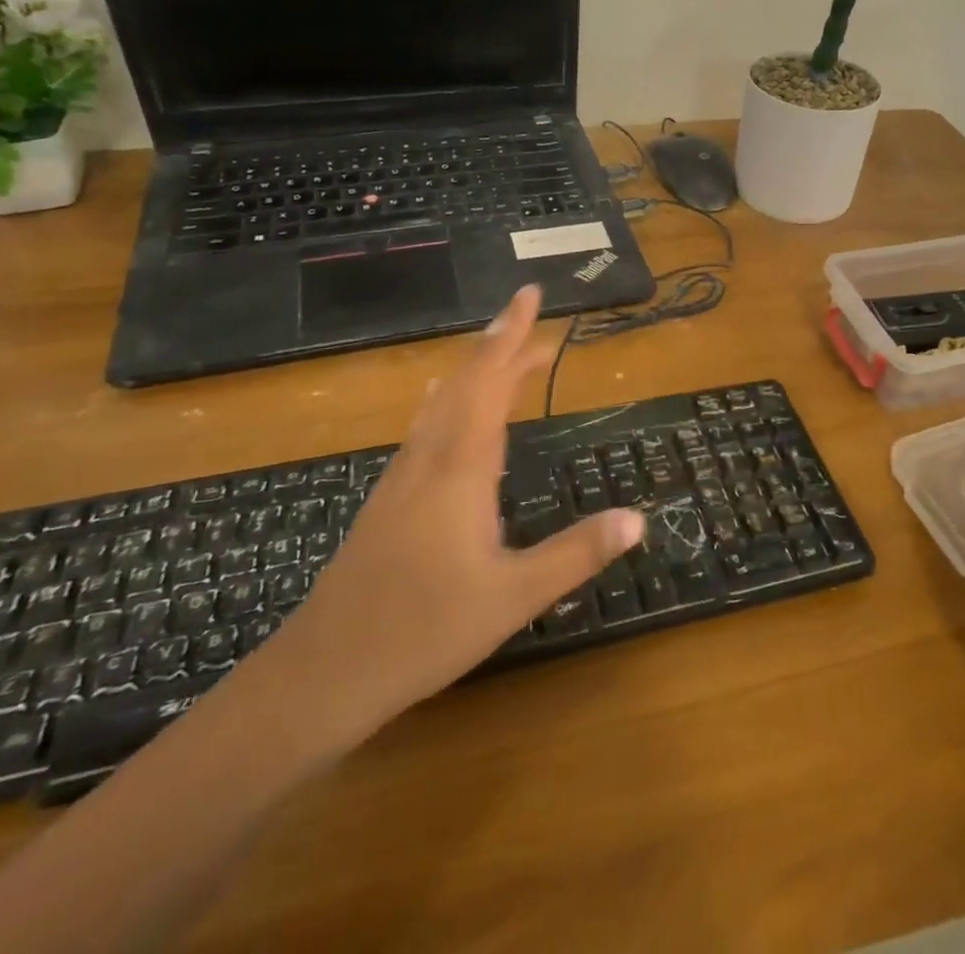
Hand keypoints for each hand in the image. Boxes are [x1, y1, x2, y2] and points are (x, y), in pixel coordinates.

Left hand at [262, 286, 644, 750]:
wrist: (326, 669)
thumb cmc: (425, 629)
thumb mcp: (514, 596)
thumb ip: (577, 553)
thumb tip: (638, 518)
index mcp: (461, 465)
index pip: (491, 380)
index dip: (511, 334)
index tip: (529, 294)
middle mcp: (430, 456)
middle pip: (466, 380)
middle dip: (498, 342)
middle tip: (530, 317)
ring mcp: (404, 475)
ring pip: (443, 401)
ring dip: (476, 370)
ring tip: (506, 356)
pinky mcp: (390, 497)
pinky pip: (427, 426)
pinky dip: (451, 399)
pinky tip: (446, 407)